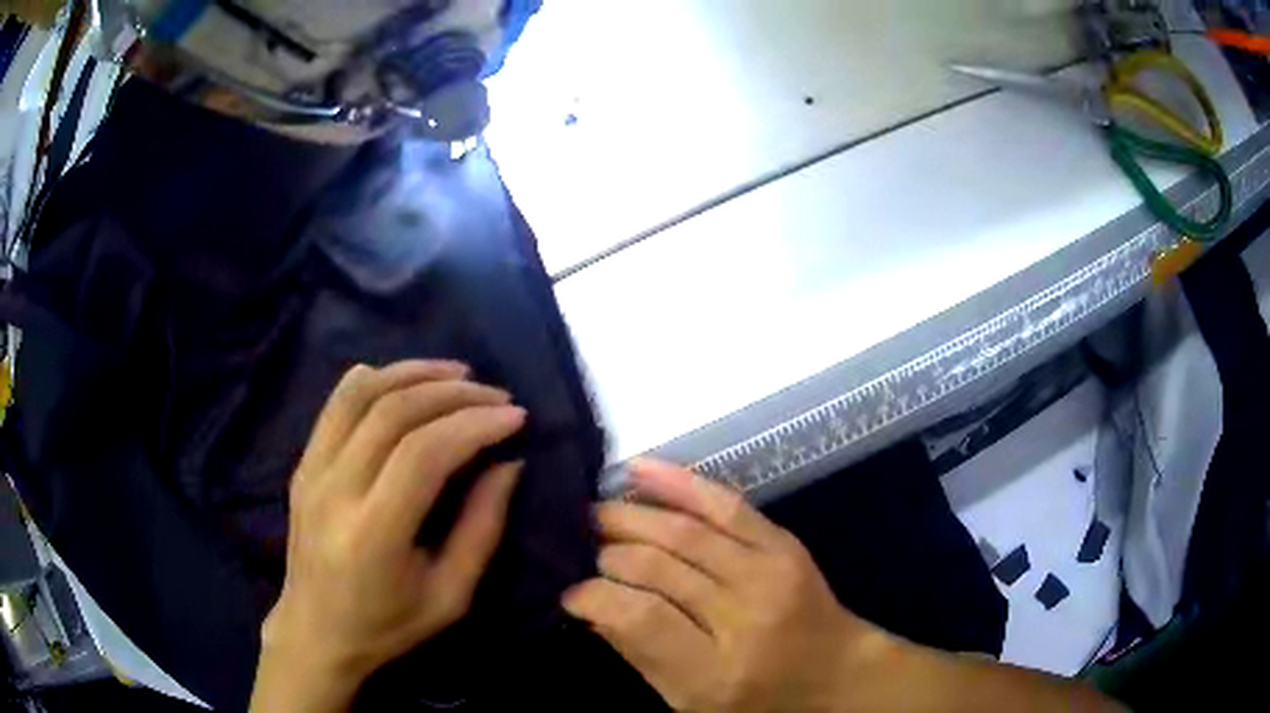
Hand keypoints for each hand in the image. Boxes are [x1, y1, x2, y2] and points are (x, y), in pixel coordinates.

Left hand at [250, 360, 525, 712]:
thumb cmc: (388, 626)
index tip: (516, 417)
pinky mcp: (303, 464)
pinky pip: (337, 404)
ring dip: (414, 373)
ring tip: (458, 374)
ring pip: (362, 394)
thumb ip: (481, 528)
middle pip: (394, 413)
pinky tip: (406, 380)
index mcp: (373, 533)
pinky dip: (375, 380)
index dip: (474, 425)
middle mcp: (335, 490)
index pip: (424, 453)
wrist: (315, 632)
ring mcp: (312, 471)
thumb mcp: (451, 596)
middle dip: (454, 394)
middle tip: (496, 395)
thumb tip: (508, 464)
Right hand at [563, 460, 888, 712]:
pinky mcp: (783, 544)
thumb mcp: (688, 702)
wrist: (835, 672)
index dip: (594, 595)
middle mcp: (743, 617)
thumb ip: (638, 654)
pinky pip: (725, 502)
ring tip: (595, 513)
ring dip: (629, 515)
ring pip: (683, 530)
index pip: (640, 618)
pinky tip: (638, 470)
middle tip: (579, 547)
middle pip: (657, 566)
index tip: (569, 590)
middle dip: (606, 551)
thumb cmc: (757, 700)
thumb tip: (588, 604)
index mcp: (715, 672)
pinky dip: (677, 482)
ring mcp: (769, 573)